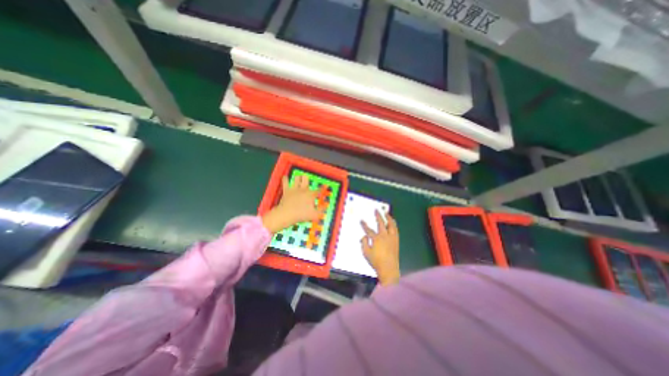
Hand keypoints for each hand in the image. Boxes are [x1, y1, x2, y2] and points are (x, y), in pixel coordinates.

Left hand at [260, 175, 321, 232]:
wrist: (287, 214)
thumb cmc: (301, 215)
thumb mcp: (315, 215)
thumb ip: (321, 210)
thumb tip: (326, 206)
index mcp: (311, 195)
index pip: (319, 190)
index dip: (323, 188)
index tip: (325, 186)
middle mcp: (303, 189)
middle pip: (306, 179)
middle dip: (307, 179)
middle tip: (306, 181)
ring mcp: (294, 189)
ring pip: (297, 178)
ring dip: (298, 178)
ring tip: (298, 179)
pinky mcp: (286, 191)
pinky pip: (285, 182)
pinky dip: (285, 179)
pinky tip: (285, 177)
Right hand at [364, 211, 398, 284]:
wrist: (389, 269)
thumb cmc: (376, 262)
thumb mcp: (366, 253)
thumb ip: (364, 243)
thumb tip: (364, 236)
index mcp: (376, 239)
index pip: (369, 230)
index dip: (364, 225)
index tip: (361, 220)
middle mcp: (384, 236)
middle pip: (381, 223)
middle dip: (378, 216)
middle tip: (376, 210)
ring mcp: (391, 238)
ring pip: (391, 225)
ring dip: (388, 218)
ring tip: (386, 213)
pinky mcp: (396, 240)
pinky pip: (395, 230)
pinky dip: (394, 225)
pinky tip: (393, 222)